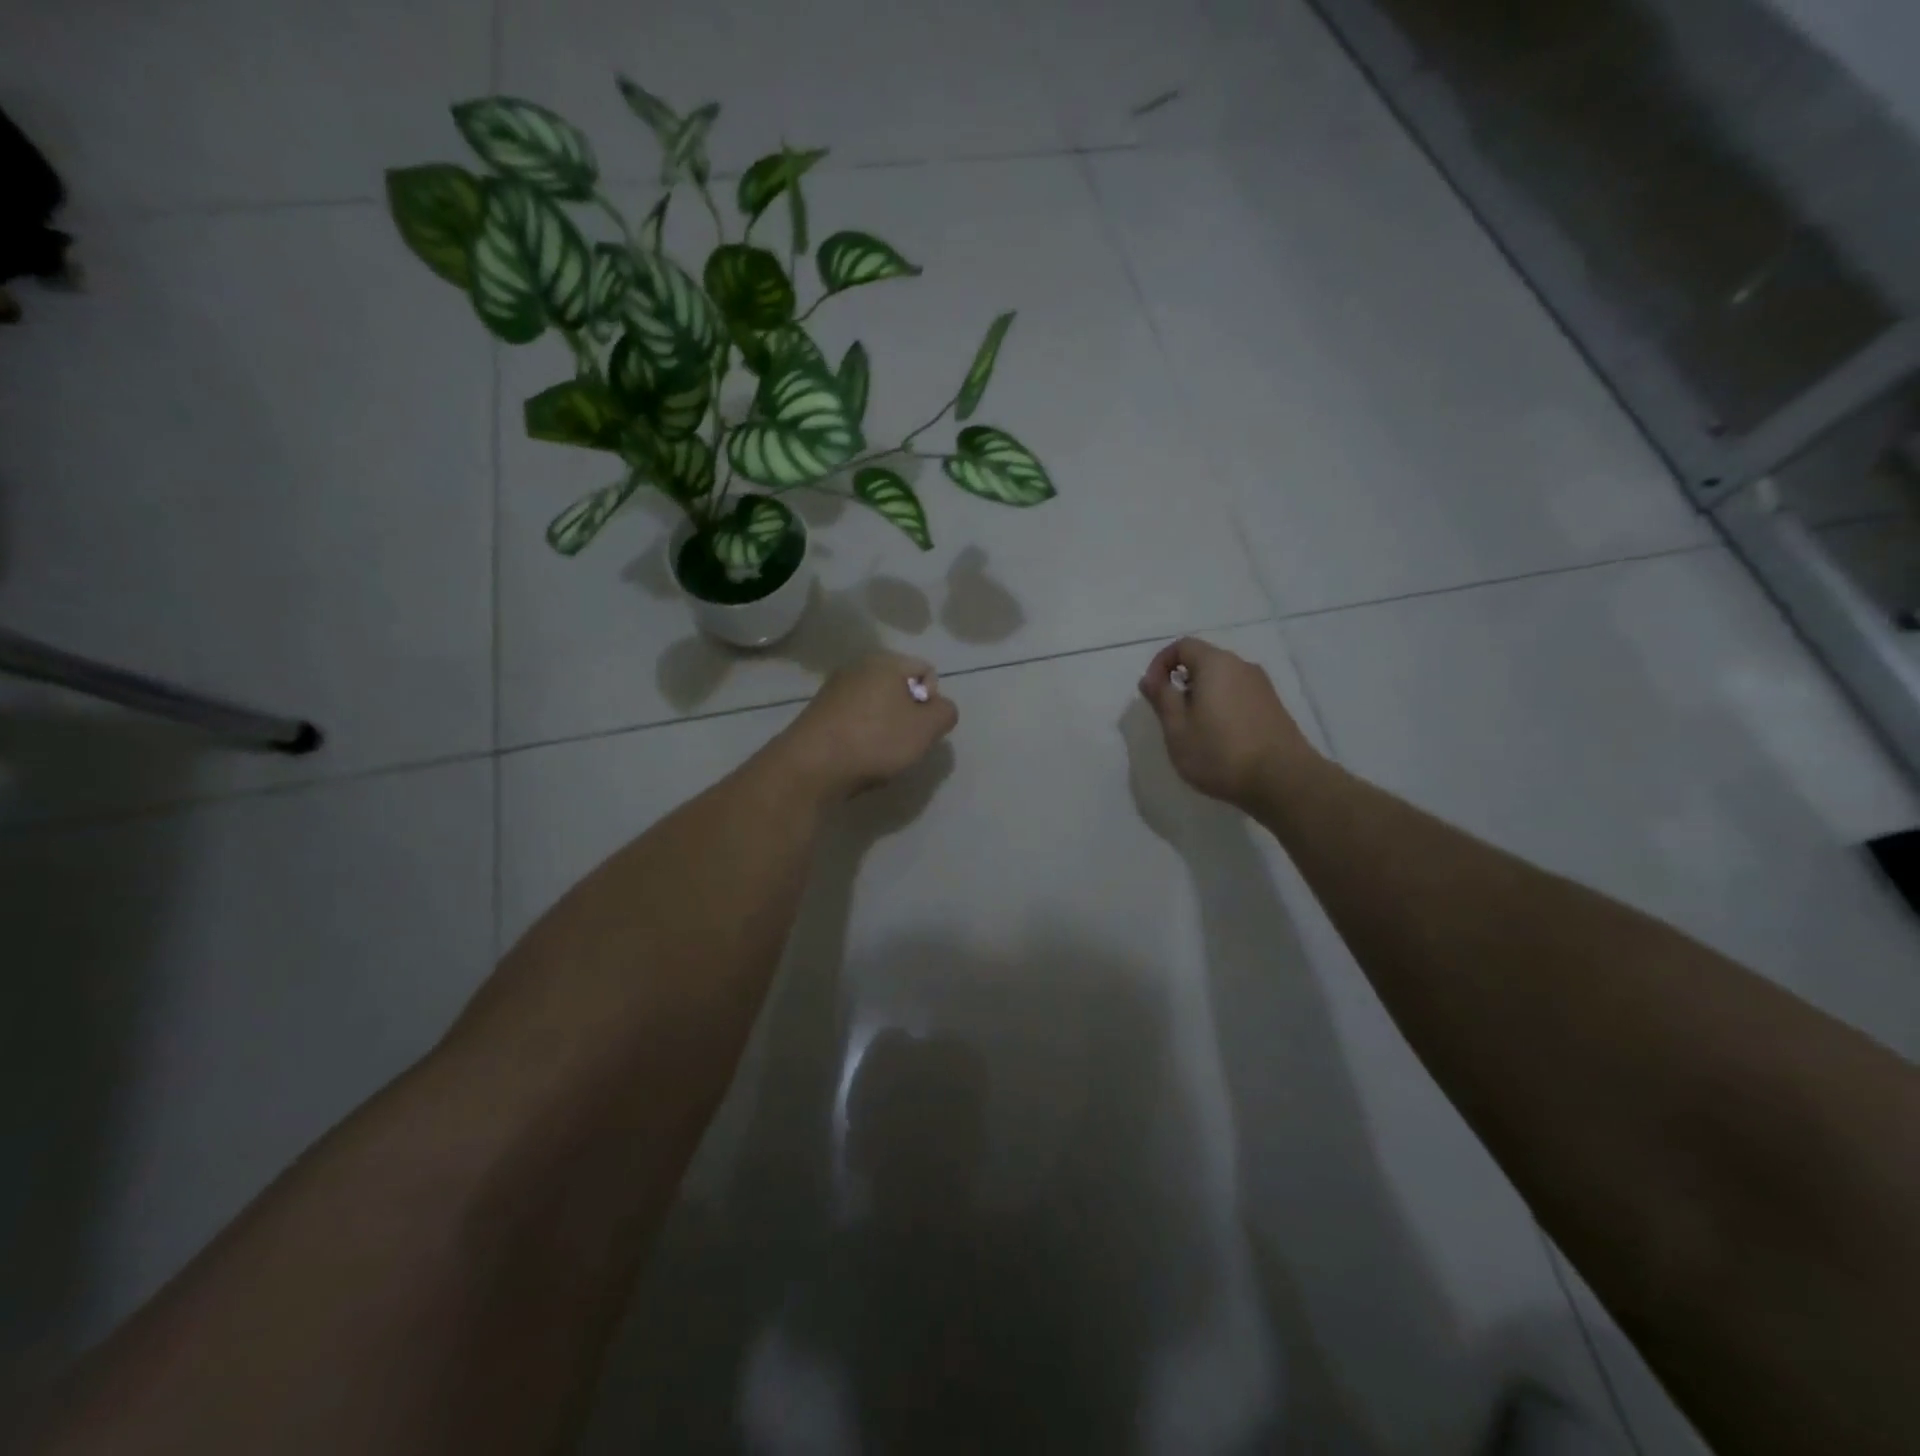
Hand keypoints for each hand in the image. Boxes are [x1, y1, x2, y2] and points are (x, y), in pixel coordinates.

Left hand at [777, 653, 959, 799]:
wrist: (811, 766)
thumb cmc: (876, 740)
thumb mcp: (927, 728)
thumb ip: (946, 712)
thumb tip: (939, 708)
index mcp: (885, 661)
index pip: (926, 671)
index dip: (933, 700)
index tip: (923, 726)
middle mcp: (857, 668)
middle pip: (900, 689)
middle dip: (908, 717)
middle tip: (905, 744)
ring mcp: (833, 691)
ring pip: (876, 708)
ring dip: (885, 730)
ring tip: (880, 756)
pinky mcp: (818, 715)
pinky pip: (854, 723)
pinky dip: (862, 738)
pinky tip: (858, 759)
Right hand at [1138, 637, 1318, 808]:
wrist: (1282, 780)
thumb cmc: (1220, 752)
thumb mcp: (1177, 728)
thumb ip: (1162, 698)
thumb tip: (1149, 678)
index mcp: (1216, 664)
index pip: (1182, 646)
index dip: (1160, 664)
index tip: (1152, 692)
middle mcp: (1242, 666)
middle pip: (1204, 661)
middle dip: (1181, 682)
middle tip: (1170, 716)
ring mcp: (1262, 686)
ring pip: (1222, 680)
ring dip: (1202, 697)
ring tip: (1194, 731)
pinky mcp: (1273, 706)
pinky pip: (1238, 695)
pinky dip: (1222, 707)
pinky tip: (1220, 739)